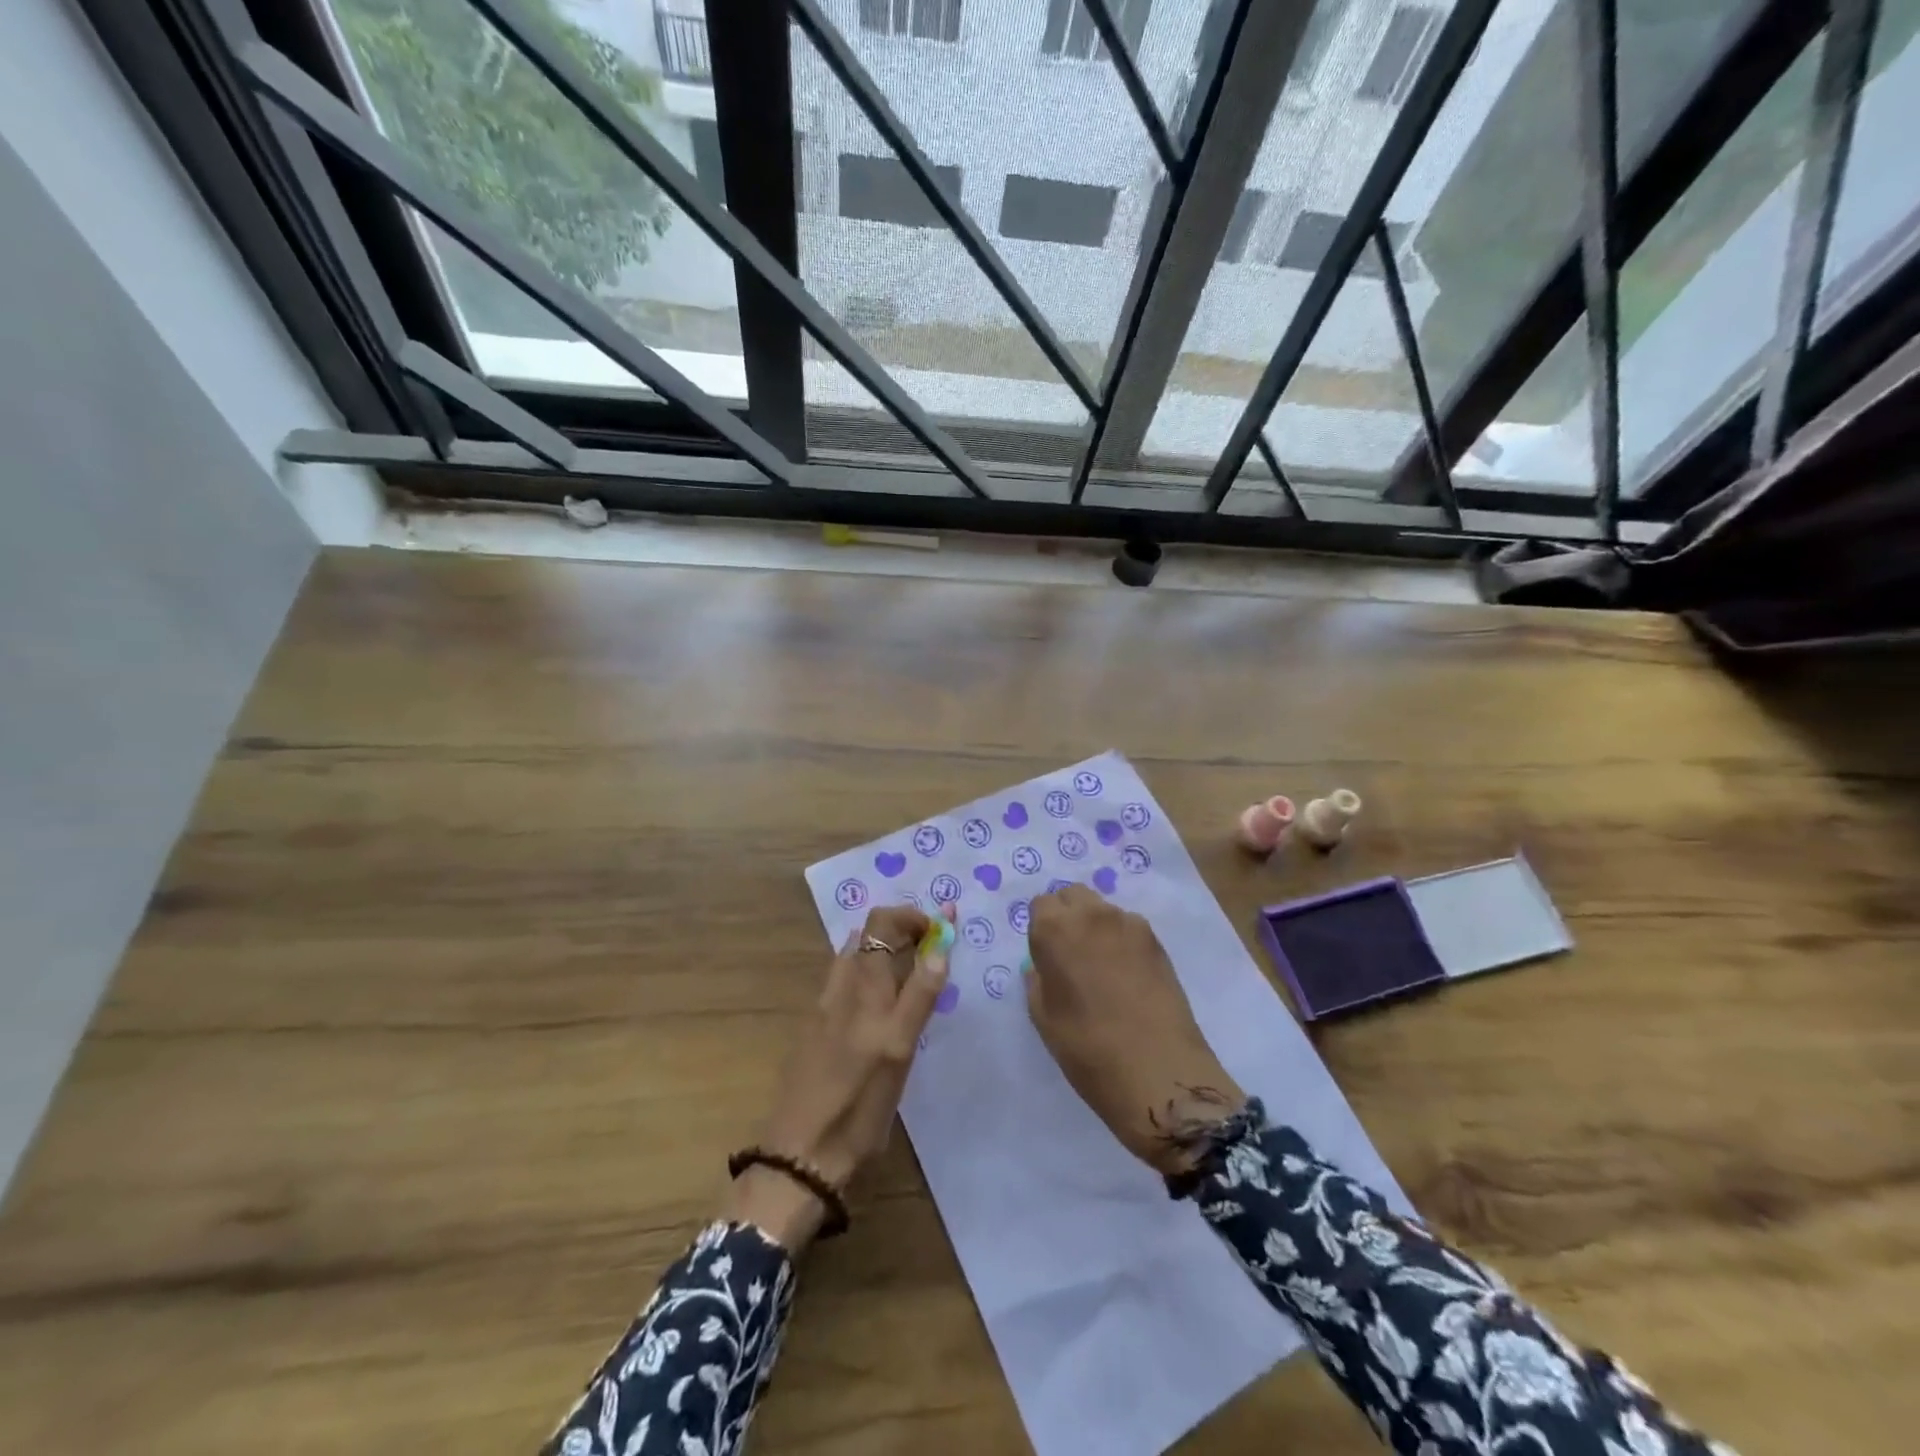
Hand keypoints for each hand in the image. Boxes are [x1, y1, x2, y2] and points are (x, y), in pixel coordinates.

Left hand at [723, 903, 952, 1247]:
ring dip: (884, 950)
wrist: (802, 1152)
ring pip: (854, 957)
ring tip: (912, 974)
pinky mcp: (816, 1028)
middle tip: (931, 951)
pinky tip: (881, 1005)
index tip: (941, 931)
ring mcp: (824, 1006)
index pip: (882, 922)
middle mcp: (841, 986)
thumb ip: (920, 995)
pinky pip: (845, 981)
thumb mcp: (899, 1050)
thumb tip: (939, 947)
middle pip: (867, 934)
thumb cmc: (859, 1105)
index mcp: (864, 986)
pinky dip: (868, 974)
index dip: (912, 916)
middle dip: (901, 930)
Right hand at [1025, 885, 1243, 1176]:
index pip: (1040, 905)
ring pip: (1103, 910)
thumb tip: (1043, 967)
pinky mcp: (1158, 942)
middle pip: (1073, 896)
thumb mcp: (1044, 1018)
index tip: (1046, 957)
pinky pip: (1129, 928)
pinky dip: (1122, 941)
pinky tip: (1127, 976)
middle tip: (1070, 956)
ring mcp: (1130, 925)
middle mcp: (1092, 915)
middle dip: (1067, 916)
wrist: (1159, 1072)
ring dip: (1096, 927)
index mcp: (1055, 929)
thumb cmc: (1088, 1049)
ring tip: (1102, 967)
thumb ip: (1038, 981)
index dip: (1041, 929)